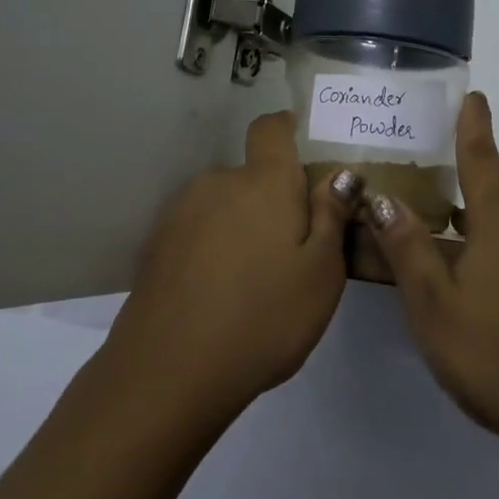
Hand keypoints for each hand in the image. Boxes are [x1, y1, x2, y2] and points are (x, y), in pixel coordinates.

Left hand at [105, 111, 358, 418]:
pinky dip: (212, 249)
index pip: (270, 128)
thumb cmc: (263, 318)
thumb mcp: (321, 274)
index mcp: (264, 181)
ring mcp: (182, 212)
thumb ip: (333, 217)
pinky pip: (197, 231)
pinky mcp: (156, 244)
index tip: (302, 150)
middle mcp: (219, 182)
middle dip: (271, 199)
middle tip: (290, 250)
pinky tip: (218, 295)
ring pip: (223, 204)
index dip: (286, 129)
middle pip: (251, 175)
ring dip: (240, 225)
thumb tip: (342, 175)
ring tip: (253, 281)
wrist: (168, 371)